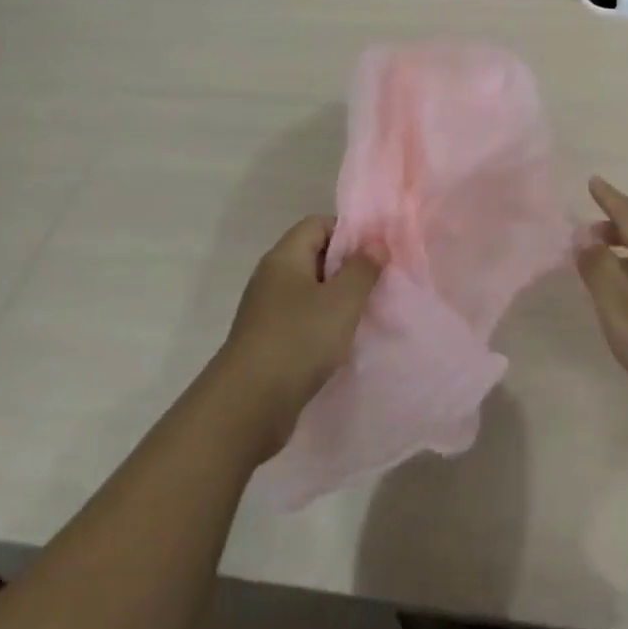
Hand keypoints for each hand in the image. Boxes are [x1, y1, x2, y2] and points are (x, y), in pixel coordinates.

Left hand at [209, 216, 382, 463]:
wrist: (248, 405)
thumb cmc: (298, 340)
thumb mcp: (341, 301)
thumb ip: (362, 269)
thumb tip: (375, 244)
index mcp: (284, 258)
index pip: (317, 224)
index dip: (349, 232)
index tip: (377, 253)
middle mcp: (271, 278)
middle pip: (314, 256)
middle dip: (348, 267)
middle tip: (379, 284)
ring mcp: (267, 311)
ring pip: (310, 292)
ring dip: (337, 301)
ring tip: (366, 314)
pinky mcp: (269, 342)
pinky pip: (302, 321)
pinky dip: (324, 326)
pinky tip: (342, 343)